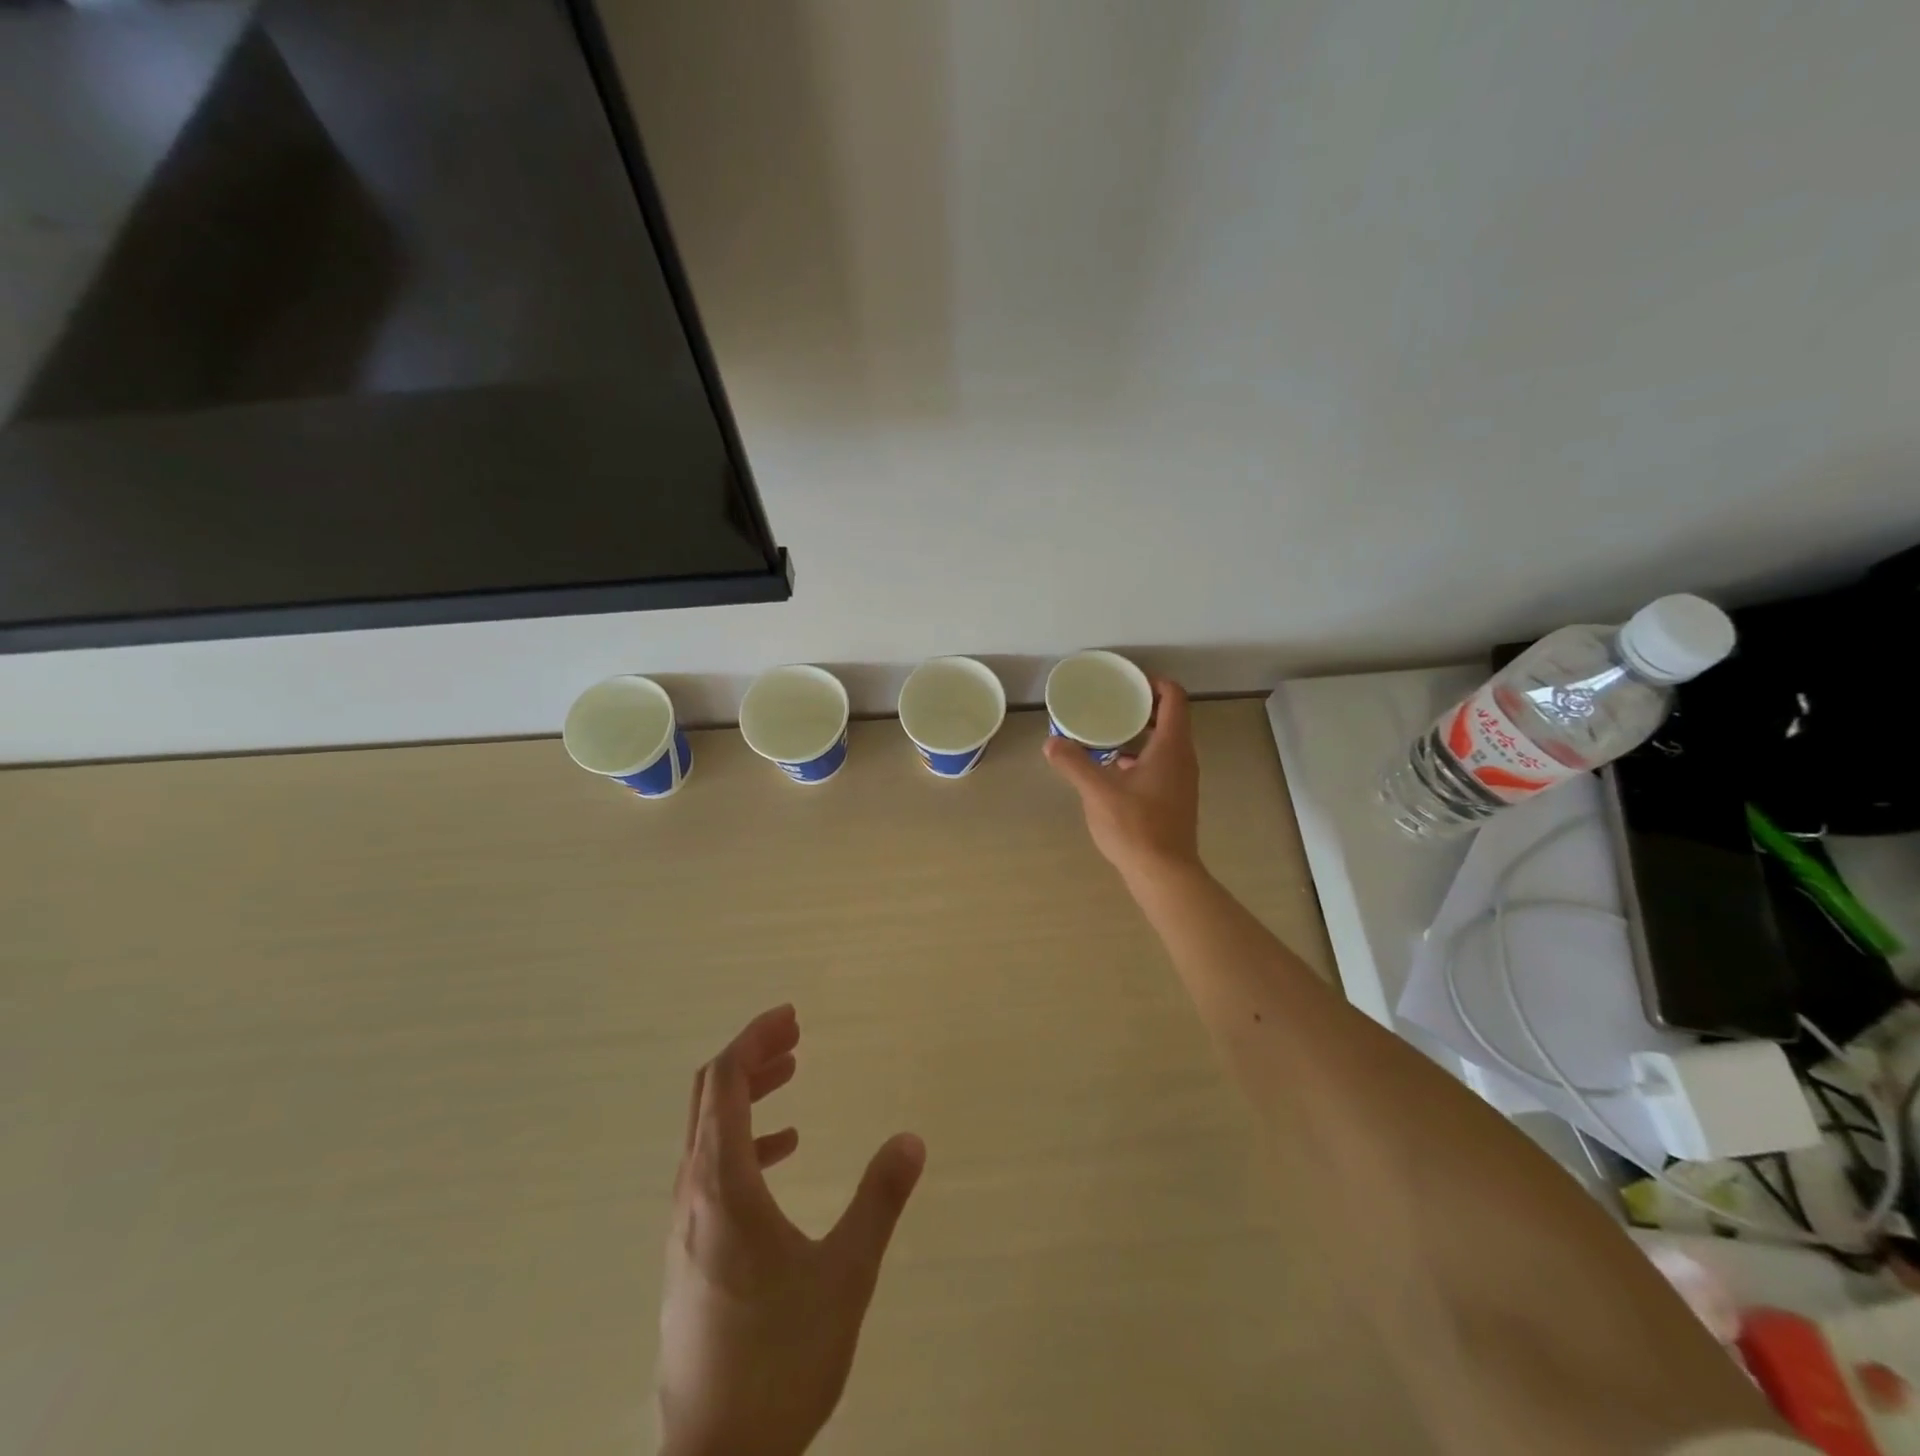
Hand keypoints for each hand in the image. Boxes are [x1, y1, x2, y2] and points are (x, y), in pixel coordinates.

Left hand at [656, 1006, 925, 1455]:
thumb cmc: (779, 1360)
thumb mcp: (845, 1275)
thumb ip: (879, 1200)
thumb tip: (911, 1138)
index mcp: (721, 1185)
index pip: (723, 1082)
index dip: (754, 1038)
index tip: (791, 1016)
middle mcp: (692, 1194)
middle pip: (709, 1097)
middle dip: (751, 1056)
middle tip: (794, 1035)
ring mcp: (684, 1226)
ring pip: (708, 1132)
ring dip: (747, 1094)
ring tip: (791, 1074)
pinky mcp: (689, 1253)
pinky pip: (711, 1169)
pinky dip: (746, 1141)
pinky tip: (785, 1150)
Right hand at [1044, 678, 1201, 884]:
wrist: (1164, 874)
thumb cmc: (1136, 826)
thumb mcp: (1098, 792)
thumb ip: (1074, 763)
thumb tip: (1051, 742)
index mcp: (1171, 747)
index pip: (1174, 698)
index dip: (1154, 683)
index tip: (1128, 681)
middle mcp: (1183, 758)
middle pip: (1170, 718)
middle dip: (1142, 706)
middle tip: (1111, 702)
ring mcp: (1182, 780)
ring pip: (1164, 743)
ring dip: (1140, 733)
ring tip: (1106, 732)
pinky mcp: (1175, 798)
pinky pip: (1160, 763)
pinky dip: (1140, 756)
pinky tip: (1112, 769)